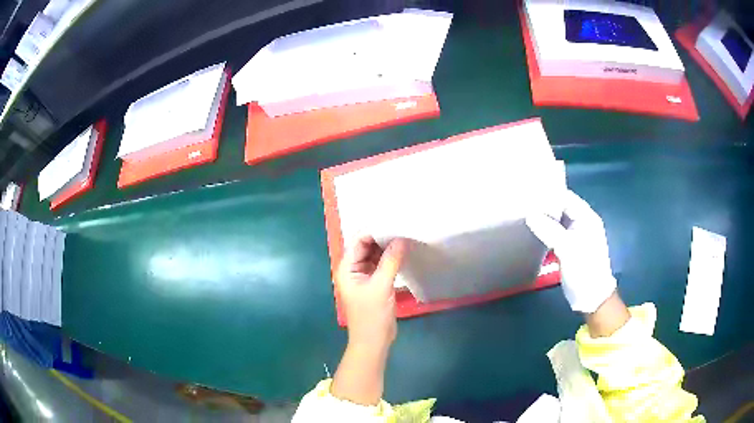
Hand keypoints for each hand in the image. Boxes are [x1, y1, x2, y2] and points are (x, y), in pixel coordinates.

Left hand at [331, 236, 407, 404]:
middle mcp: (353, 269)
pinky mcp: (375, 284)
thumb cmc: (372, 316)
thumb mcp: (381, 287)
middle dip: (383, 238)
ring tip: (406, 236)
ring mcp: (364, 277)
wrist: (374, 342)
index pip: (359, 241)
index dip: (374, 231)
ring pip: (375, 256)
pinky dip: (391, 259)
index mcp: (347, 268)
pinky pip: (381, 266)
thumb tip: (401, 238)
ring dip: (388, 248)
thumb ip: (390, 261)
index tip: (394, 222)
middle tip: (403, 227)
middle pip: (367, 247)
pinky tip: (404, 253)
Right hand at [526, 190, 616, 312]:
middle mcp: (582, 223)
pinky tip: (533, 232)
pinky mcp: (569, 248)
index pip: (567, 197)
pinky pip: (555, 234)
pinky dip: (545, 232)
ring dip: (544, 220)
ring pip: (557, 221)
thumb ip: (549, 229)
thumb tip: (530, 215)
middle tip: (523, 205)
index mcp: (587, 218)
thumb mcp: (567, 248)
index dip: (549, 195)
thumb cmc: (584, 270)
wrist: (591, 297)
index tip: (529, 194)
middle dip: (544, 206)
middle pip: (561, 208)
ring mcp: (576, 236)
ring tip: (524, 216)